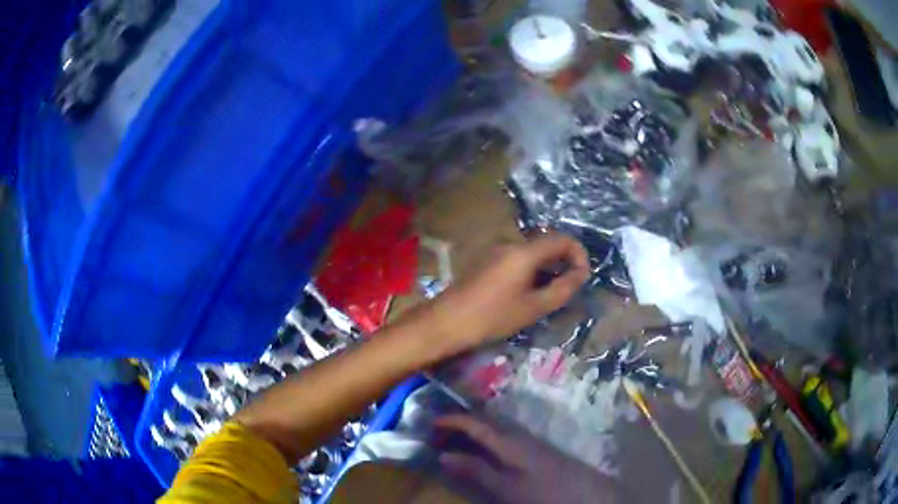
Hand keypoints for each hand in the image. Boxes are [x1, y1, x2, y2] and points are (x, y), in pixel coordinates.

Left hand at [428, 233, 588, 355]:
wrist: (447, 322)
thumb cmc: (493, 317)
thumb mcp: (534, 307)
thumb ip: (563, 288)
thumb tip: (581, 274)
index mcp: (524, 251)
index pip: (562, 239)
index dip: (579, 254)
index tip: (582, 277)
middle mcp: (510, 243)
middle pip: (546, 243)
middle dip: (563, 262)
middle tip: (568, 288)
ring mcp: (495, 249)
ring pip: (531, 252)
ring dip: (547, 267)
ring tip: (549, 294)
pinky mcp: (485, 259)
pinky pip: (516, 258)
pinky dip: (530, 270)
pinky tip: (526, 293)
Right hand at [433, 415, 619, 503]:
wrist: (585, 496)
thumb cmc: (542, 492)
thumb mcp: (505, 487)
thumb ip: (476, 470)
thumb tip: (443, 455)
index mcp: (509, 441)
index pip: (475, 423)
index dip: (452, 420)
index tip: (430, 422)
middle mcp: (519, 435)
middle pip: (484, 422)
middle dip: (460, 424)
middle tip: (437, 433)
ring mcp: (529, 442)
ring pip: (494, 430)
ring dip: (473, 432)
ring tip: (454, 440)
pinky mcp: (536, 451)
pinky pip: (504, 439)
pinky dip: (486, 441)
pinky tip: (483, 452)